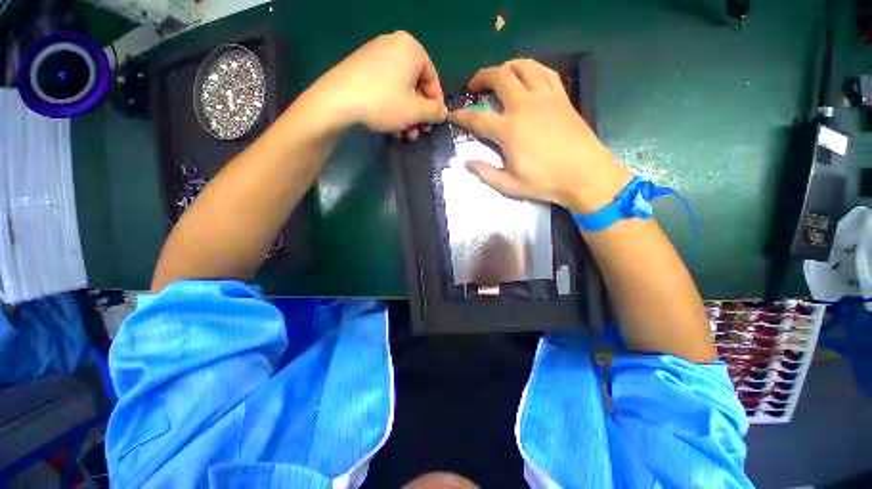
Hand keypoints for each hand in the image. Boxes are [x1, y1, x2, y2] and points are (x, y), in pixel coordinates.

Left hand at [305, 31, 446, 137]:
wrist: (337, 100)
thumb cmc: (383, 103)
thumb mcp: (415, 111)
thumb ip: (435, 112)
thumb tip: (444, 112)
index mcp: (411, 48)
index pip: (433, 80)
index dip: (436, 105)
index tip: (433, 124)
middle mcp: (394, 45)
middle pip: (416, 86)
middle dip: (418, 114)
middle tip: (417, 132)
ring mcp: (375, 54)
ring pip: (400, 90)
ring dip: (406, 115)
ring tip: (404, 134)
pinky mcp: (362, 66)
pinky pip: (385, 87)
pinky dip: (391, 107)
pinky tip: (390, 125)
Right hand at [448, 59, 631, 212]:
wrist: (585, 175)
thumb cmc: (545, 182)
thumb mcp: (509, 185)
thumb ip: (485, 173)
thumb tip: (467, 163)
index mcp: (509, 131)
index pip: (478, 118)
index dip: (461, 115)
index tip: (453, 114)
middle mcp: (525, 106)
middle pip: (499, 77)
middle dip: (482, 77)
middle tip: (475, 86)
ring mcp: (545, 98)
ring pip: (523, 66)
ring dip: (506, 67)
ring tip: (500, 76)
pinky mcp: (562, 97)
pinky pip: (545, 72)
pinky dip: (532, 69)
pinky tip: (528, 77)